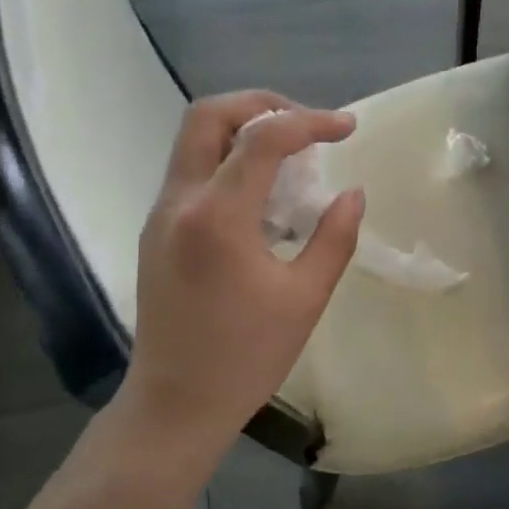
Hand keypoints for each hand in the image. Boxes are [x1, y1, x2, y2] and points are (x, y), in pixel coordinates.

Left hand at [119, 92, 362, 456]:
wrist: (175, 404)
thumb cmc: (246, 357)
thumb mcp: (305, 298)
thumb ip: (334, 237)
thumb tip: (353, 194)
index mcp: (217, 217)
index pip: (263, 138)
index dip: (311, 122)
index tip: (348, 128)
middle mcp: (179, 201)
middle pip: (208, 115)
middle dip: (262, 105)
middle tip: (307, 126)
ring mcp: (160, 214)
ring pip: (193, 139)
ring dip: (243, 130)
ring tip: (291, 155)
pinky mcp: (155, 231)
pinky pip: (190, 171)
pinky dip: (227, 159)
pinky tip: (262, 194)